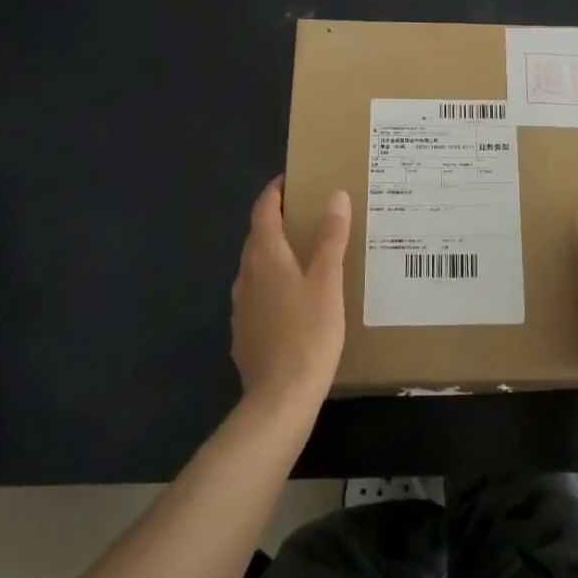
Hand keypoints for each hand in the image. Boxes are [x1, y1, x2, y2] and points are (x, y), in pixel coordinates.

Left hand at [230, 177, 350, 409]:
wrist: (280, 398)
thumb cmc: (309, 333)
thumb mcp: (328, 282)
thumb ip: (331, 238)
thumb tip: (335, 196)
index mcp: (265, 257)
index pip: (263, 210)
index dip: (275, 192)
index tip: (291, 179)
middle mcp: (246, 275)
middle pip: (258, 237)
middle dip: (278, 220)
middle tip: (308, 212)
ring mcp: (241, 306)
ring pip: (257, 267)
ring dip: (276, 253)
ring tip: (306, 253)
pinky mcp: (244, 332)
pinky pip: (258, 295)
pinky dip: (274, 283)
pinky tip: (295, 299)